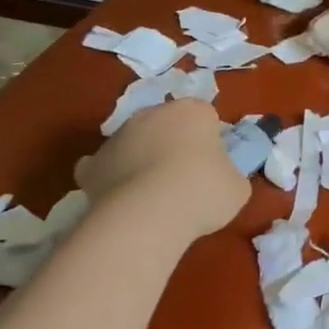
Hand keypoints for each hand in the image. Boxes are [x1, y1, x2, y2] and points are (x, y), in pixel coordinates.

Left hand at [75, 100, 248, 239]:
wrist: (147, 216)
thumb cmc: (202, 192)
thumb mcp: (237, 186)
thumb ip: (228, 173)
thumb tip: (218, 176)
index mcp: (192, 112)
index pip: (206, 117)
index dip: (212, 139)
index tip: (216, 163)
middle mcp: (151, 114)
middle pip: (167, 124)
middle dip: (175, 143)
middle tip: (187, 176)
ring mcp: (117, 137)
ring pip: (135, 143)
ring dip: (144, 158)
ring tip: (155, 193)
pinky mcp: (92, 164)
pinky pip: (105, 166)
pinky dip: (112, 177)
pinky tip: (123, 196)